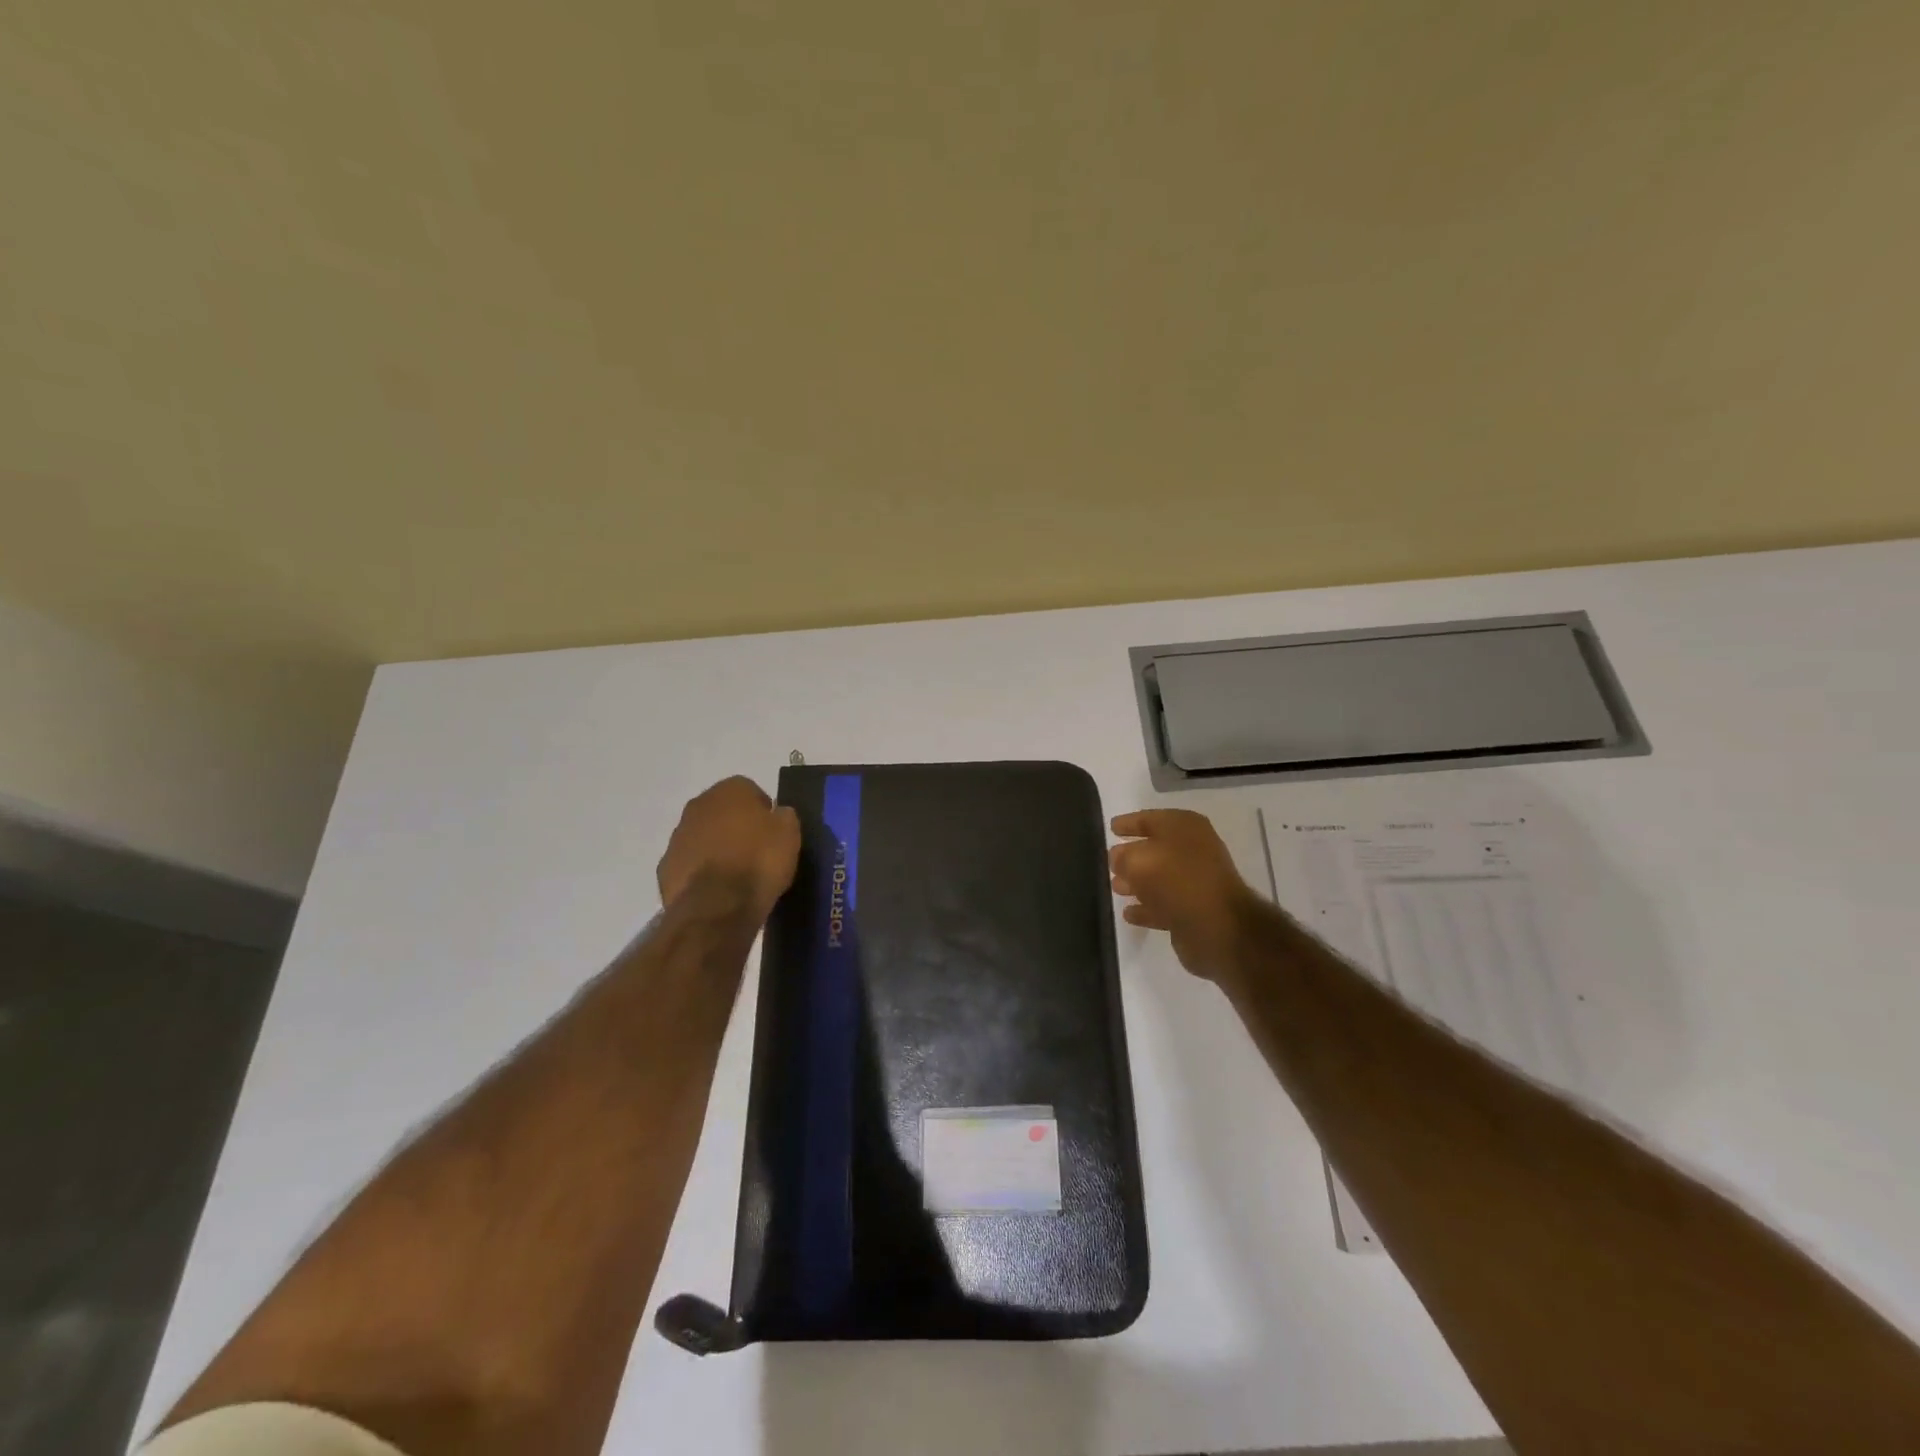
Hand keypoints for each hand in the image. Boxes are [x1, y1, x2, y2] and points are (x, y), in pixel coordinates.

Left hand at [658, 777, 801, 922]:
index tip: (773, 832)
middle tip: (755, 851)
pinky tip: (717, 889)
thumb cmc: (759, 861)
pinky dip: (701, 871)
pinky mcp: (665, 867)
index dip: (763, 811)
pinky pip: (690, 863)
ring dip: (716, 848)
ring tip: (736, 874)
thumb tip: (777, 815)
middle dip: (735, 826)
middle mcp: (698, 805)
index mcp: (729, 790)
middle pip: (722, 811)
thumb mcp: (789, 833)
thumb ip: (783, 816)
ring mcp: (677, 836)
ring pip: (702, 836)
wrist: (718, 905)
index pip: (750, 790)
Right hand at [1109, 809, 1260, 983]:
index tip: (1110, 828)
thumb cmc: (1178, 881)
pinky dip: (1147, 908)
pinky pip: (1163, 904)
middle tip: (1109, 863)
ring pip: (1158, 878)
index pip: (1149, 818)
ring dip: (1136, 883)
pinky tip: (1129, 913)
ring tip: (1115, 888)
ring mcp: (1195, 881)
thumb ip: (1122, 856)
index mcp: (1184, 827)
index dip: (1128, 822)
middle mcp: (1192, 849)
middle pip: (1154, 848)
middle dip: (1130, 856)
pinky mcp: (1194, 910)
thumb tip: (1118, 859)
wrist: (1219, 927)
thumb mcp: (1138, 861)